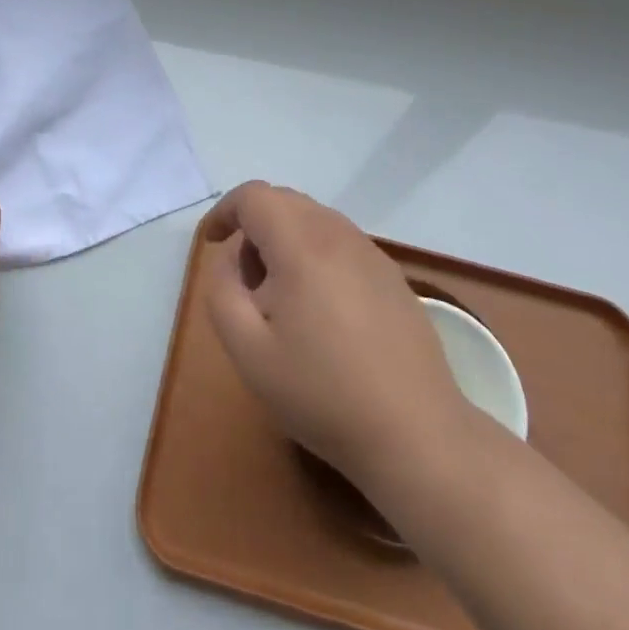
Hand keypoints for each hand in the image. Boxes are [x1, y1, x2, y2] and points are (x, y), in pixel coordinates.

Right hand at [201, 181, 479, 493]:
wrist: (415, 434)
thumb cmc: (321, 392)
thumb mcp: (247, 349)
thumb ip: (223, 290)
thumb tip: (232, 257)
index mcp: (301, 243)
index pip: (254, 195)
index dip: (225, 211)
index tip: (213, 244)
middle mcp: (338, 234)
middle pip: (285, 201)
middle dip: (254, 227)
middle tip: (245, 280)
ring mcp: (372, 253)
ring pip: (314, 220)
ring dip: (285, 241)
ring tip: (281, 300)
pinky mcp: (392, 276)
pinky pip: (341, 244)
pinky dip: (316, 255)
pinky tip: (321, 312)